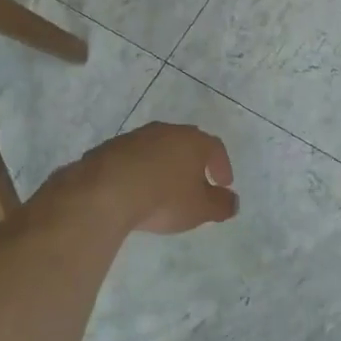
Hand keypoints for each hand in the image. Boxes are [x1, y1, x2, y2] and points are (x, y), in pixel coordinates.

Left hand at [81, 122, 237, 234]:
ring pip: (160, 147)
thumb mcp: (200, 209)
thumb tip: (233, 200)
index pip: (215, 148)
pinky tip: (137, 188)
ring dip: (166, 164)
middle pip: (187, 143)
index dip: (222, 165)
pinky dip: (142, 169)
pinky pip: (136, 156)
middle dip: (194, 162)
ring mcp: (138, 136)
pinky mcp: (113, 146)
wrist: (107, 190)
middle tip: (196, 182)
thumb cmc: (163, 198)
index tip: (223, 184)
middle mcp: (168, 131)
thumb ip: (221, 205)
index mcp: (193, 141)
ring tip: (165, 187)